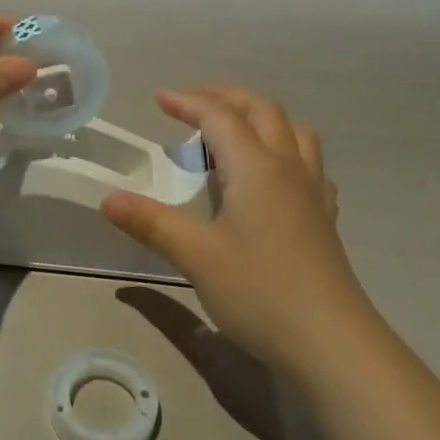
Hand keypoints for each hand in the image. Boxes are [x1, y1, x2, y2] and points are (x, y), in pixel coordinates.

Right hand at [101, 87, 373, 373]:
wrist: (331, 341)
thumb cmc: (259, 291)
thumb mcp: (196, 256)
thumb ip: (151, 223)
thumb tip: (108, 200)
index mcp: (256, 168)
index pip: (220, 117)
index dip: (188, 103)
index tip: (159, 99)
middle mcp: (288, 168)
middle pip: (262, 111)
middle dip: (226, 97)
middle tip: (193, 103)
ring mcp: (313, 192)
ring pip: (294, 131)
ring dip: (261, 117)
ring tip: (236, 131)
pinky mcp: (325, 218)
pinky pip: (309, 163)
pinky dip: (287, 149)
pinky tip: (276, 175)